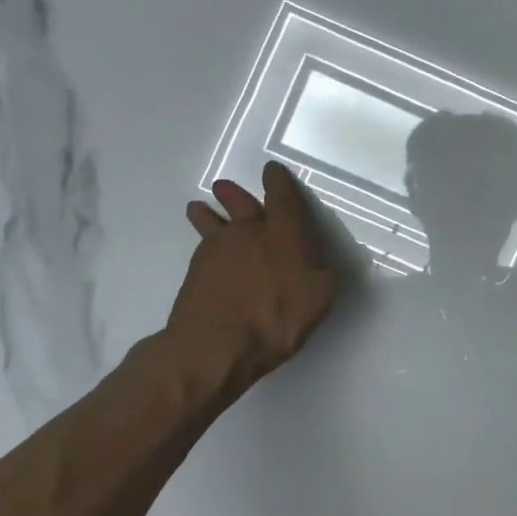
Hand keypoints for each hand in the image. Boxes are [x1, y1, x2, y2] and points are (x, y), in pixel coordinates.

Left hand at [154, 163, 341, 411]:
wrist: (216, 345)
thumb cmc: (277, 317)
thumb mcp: (319, 297)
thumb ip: (322, 273)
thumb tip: (317, 263)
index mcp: (283, 233)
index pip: (282, 197)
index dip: (278, 181)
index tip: (272, 170)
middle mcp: (248, 233)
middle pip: (239, 204)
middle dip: (234, 193)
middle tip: (224, 186)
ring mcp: (216, 251)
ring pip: (212, 223)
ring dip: (207, 213)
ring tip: (198, 207)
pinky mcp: (194, 274)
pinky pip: (201, 249)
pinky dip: (203, 245)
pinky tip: (203, 252)